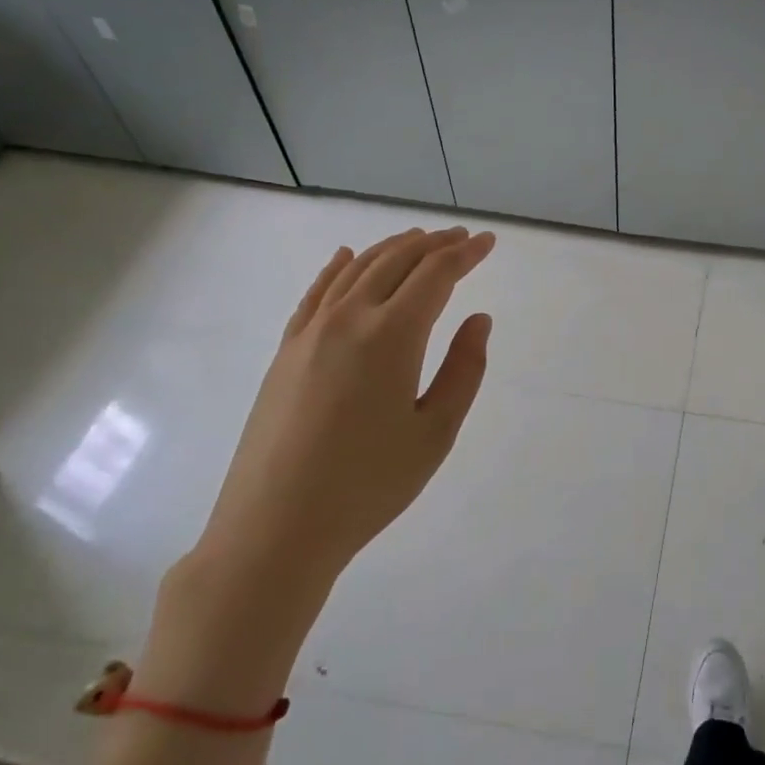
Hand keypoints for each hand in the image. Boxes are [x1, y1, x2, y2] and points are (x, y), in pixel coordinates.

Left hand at [167, 226, 495, 664]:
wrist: (276, 526)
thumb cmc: (369, 484)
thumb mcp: (435, 432)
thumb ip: (464, 369)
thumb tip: (479, 319)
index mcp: (392, 335)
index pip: (436, 274)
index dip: (466, 253)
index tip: (488, 242)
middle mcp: (348, 318)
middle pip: (395, 261)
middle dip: (434, 244)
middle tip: (462, 238)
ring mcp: (310, 331)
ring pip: (355, 269)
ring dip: (391, 248)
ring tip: (419, 241)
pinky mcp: (286, 350)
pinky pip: (316, 292)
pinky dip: (338, 267)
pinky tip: (346, 256)